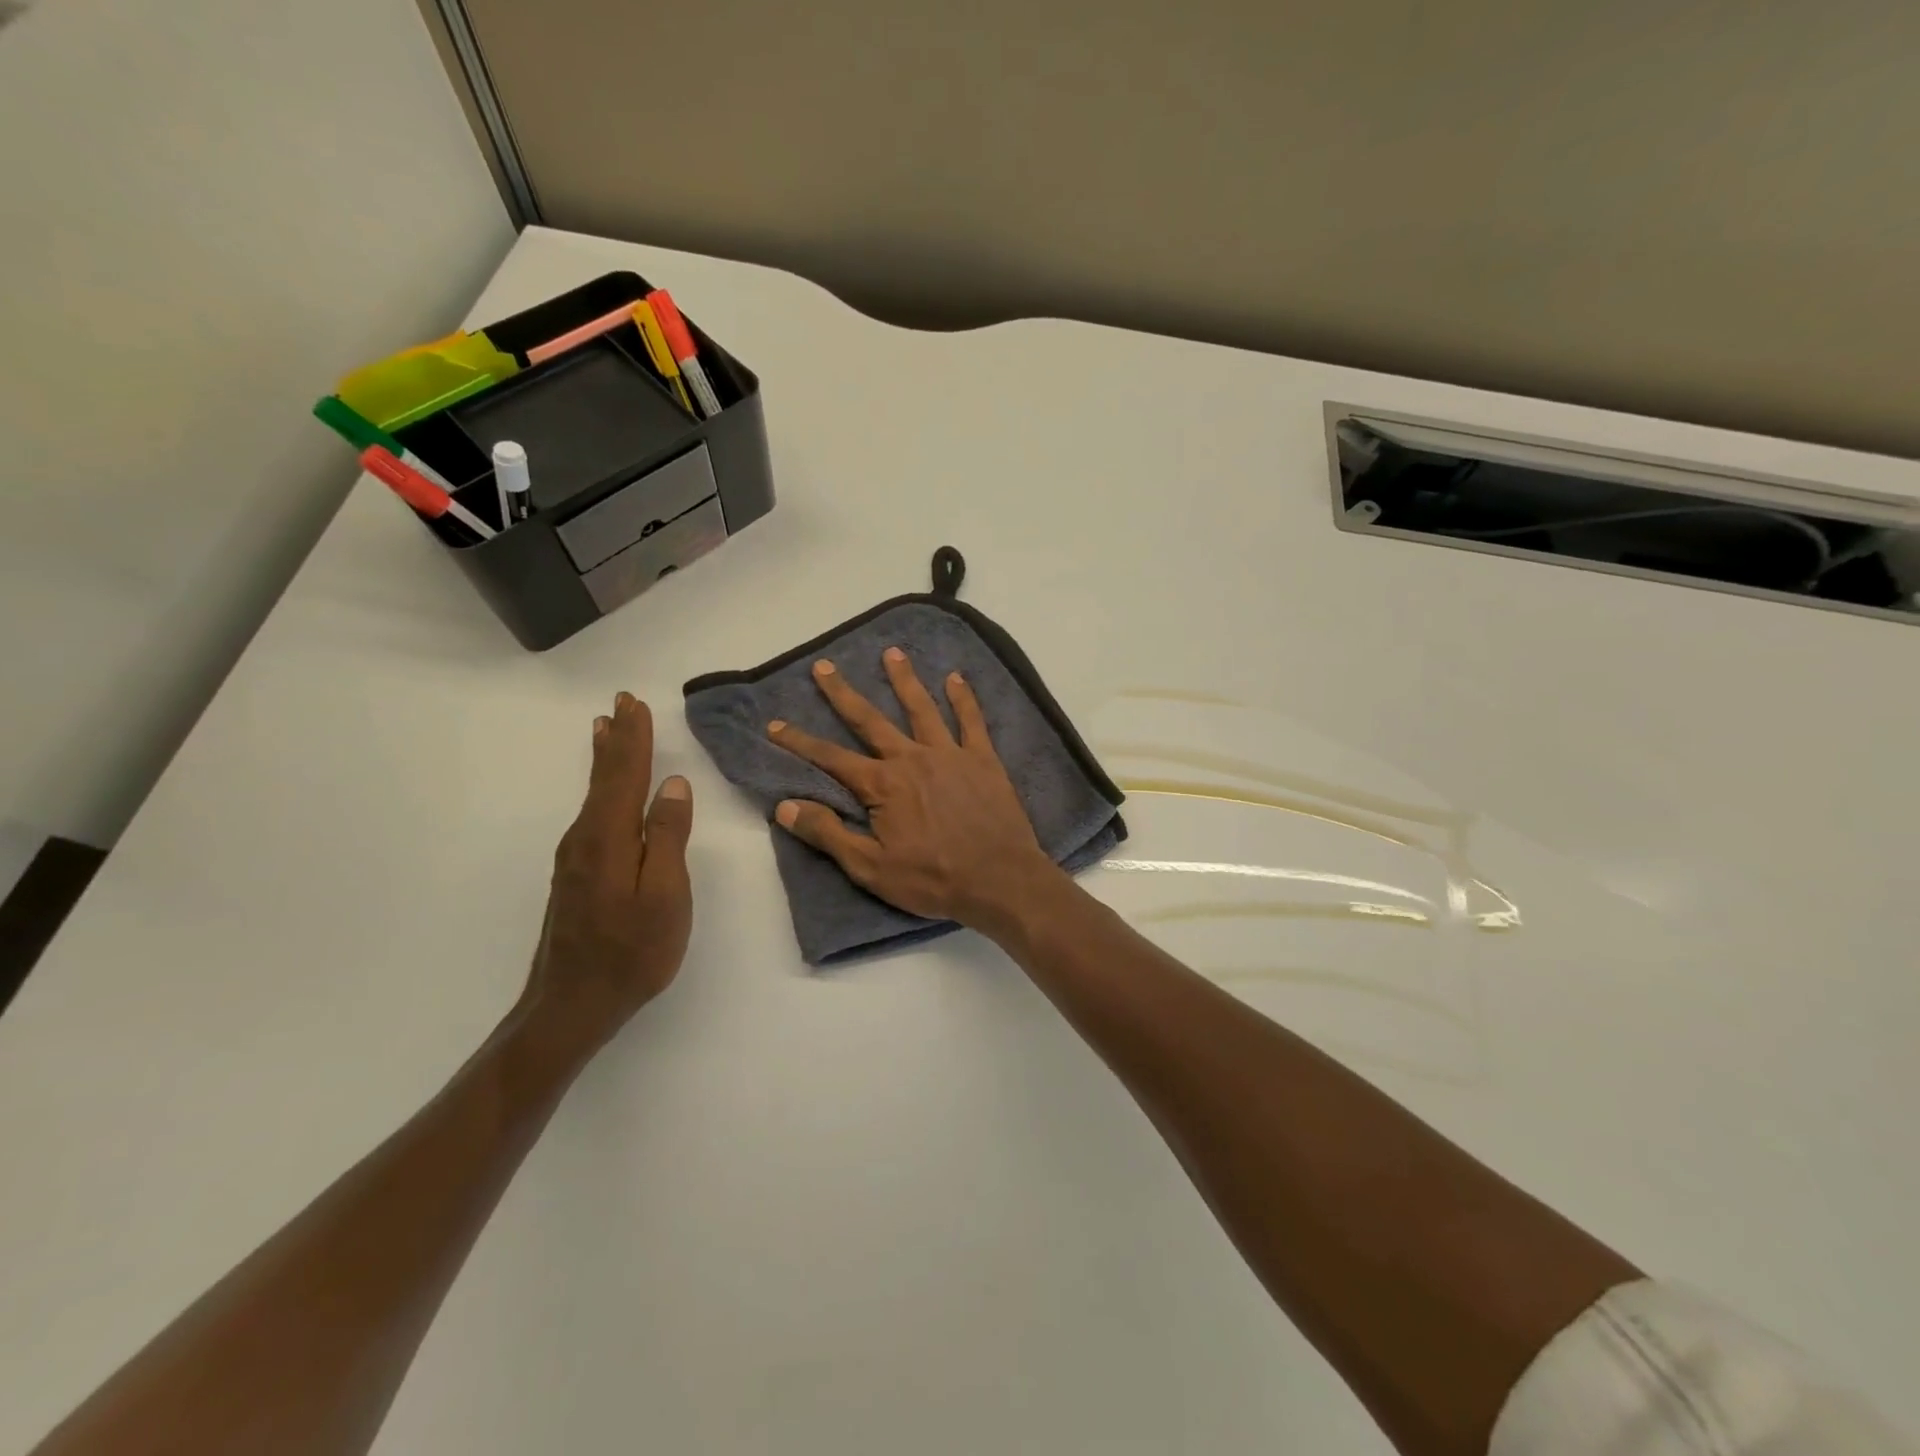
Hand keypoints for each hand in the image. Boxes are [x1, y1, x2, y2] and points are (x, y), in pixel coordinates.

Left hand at [522, 692, 693, 1056]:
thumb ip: (668, 837)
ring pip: (594, 794)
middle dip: (616, 739)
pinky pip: (592, 813)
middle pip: (603, 778)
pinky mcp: (576, 875)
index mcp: (608, 837)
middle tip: (620, 703)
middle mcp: (585, 838)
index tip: (635, 704)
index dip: (634, 738)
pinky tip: (603, 789)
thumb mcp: (665, 895)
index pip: (624, 774)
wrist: (572, 1005)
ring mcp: (576, 857)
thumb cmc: (632, 952)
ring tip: (608, 730)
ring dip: (606, 759)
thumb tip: (673, 785)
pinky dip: (600, 787)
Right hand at [767, 649, 1062, 929]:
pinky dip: (963, 698)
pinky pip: (971, 721)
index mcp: (882, 785)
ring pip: (921, 708)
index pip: (831, 758)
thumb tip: (784, 806)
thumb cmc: (932, 879)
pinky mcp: (983, 759)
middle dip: (843, 693)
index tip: (775, 725)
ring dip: (904, 680)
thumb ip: (828, 834)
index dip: (799, 742)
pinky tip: (956, 678)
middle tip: (824, 666)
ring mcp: (950, 754)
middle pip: (870, 720)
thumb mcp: (870, 867)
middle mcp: (912, 758)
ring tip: (892, 653)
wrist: (999, 879)